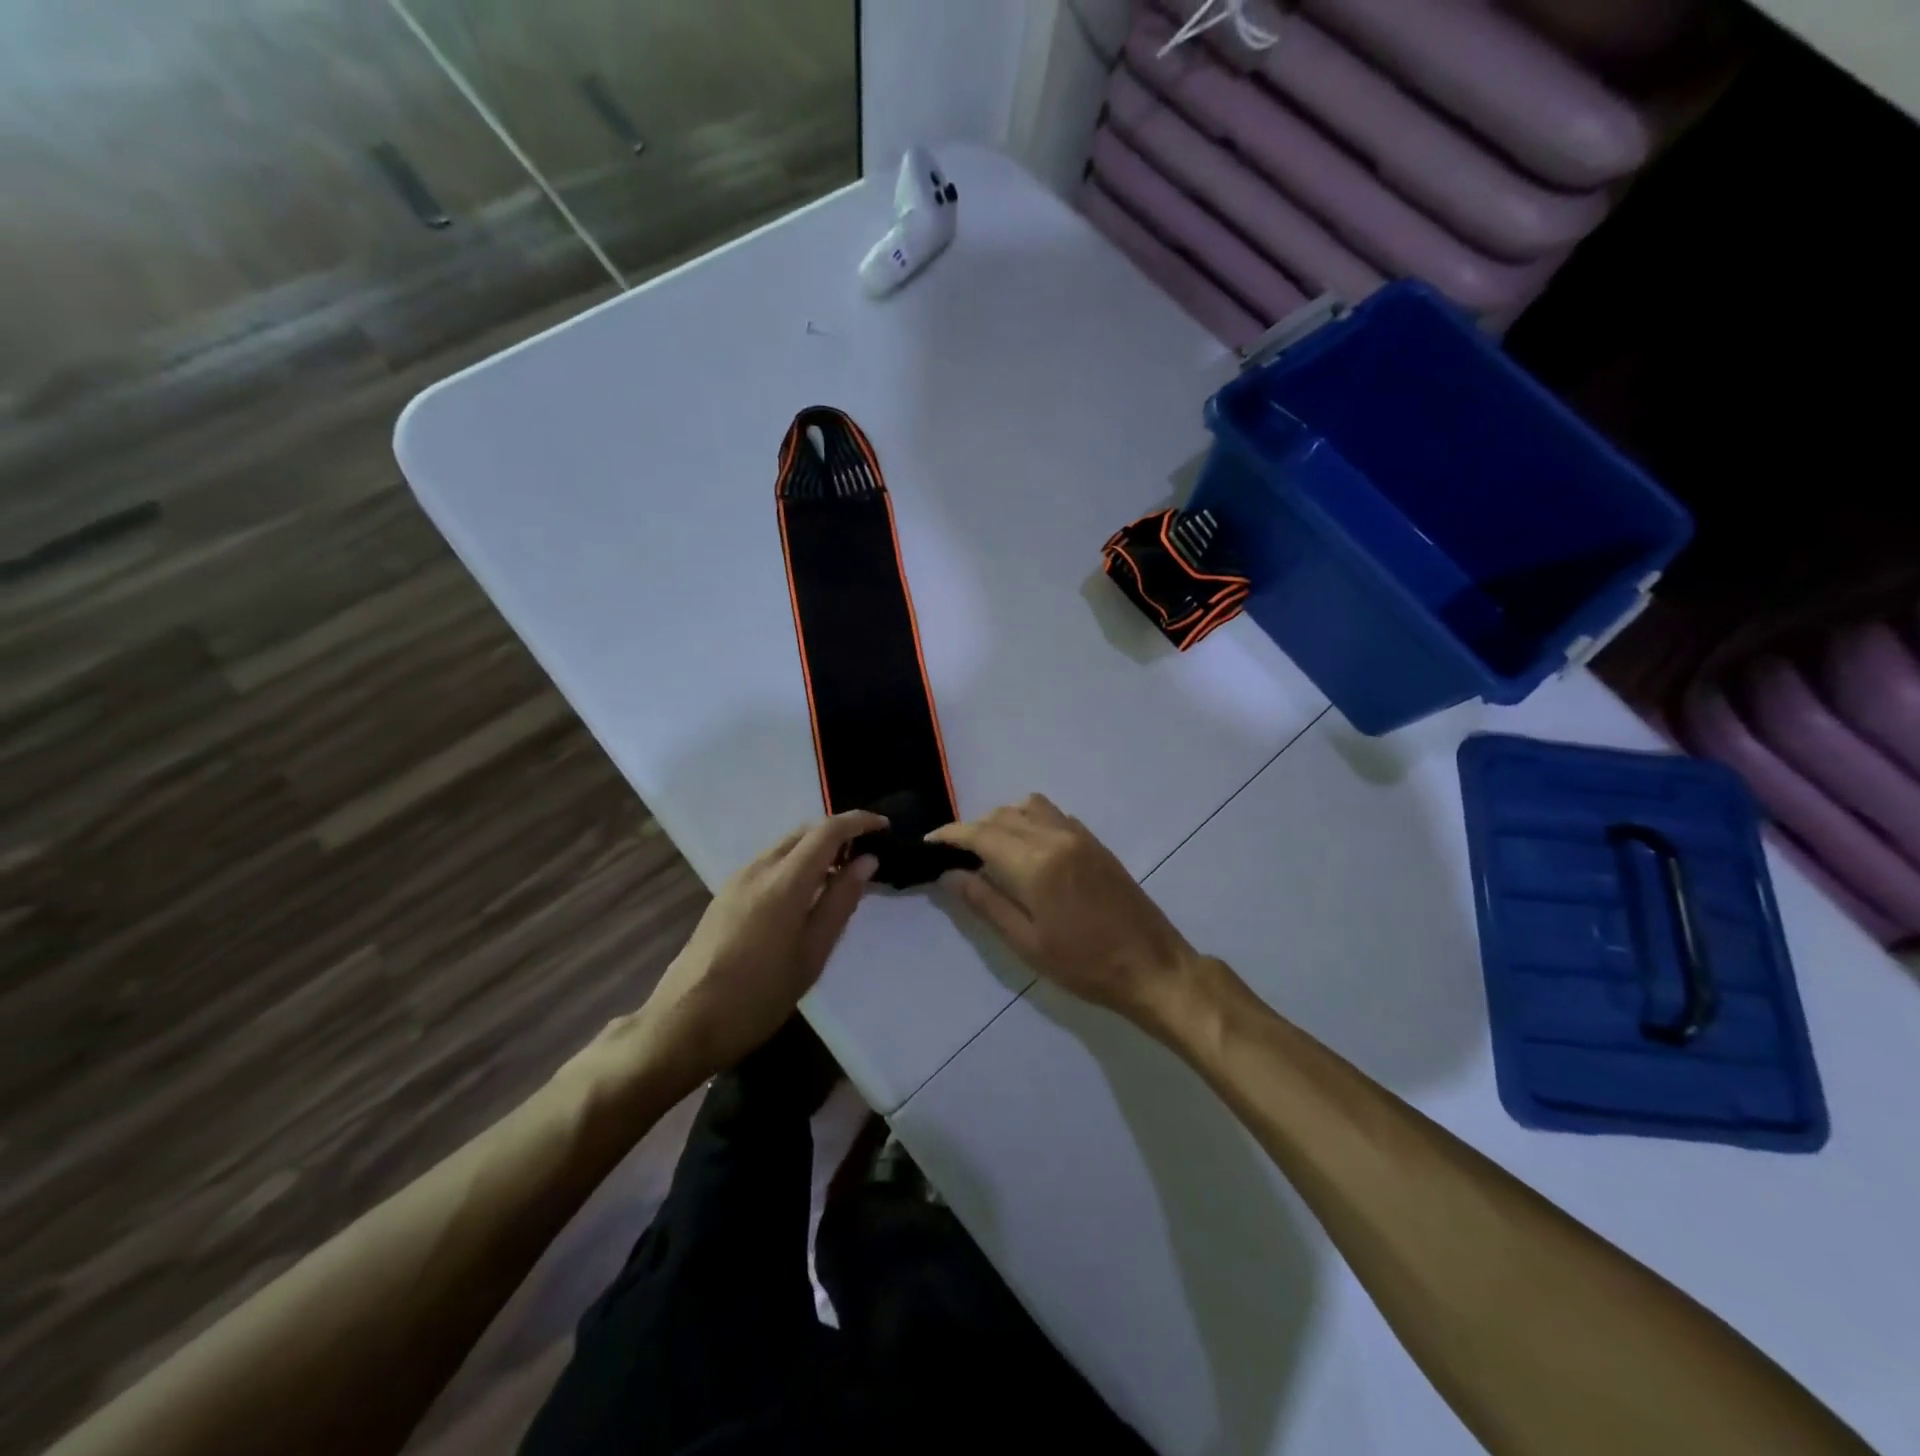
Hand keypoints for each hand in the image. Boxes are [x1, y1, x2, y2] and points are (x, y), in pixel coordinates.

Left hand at [601, 811, 884, 1096]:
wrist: (685, 1022)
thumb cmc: (759, 995)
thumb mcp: (812, 953)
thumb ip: (840, 901)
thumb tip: (866, 861)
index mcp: (784, 881)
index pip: (827, 831)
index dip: (859, 822)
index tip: (884, 828)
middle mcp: (759, 868)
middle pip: (804, 832)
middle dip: (838, 833)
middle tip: (867, 855)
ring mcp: (737, 880)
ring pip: (785, 846)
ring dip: (816, 848)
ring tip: (841, 876)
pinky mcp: (726, 894)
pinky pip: (769, 862)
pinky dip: (795, 863)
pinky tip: (806, 893)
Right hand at [928, 795, 1204, 1032]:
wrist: (1152, 966)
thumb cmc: (1084, 965)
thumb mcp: (1027, 943)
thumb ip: (986, 903)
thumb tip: (950, 875)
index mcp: (1036, 863)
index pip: (981, 834)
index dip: (951, 835)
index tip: (929, 842)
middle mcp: (1056, 837)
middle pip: (1002, 816)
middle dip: (972, 828)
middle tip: (954, 854)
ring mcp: (1079, 836)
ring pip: (1028, 807)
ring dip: (1001, 819)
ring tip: (988, 849)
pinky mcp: (1095, 842)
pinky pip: (1052, 814)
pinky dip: (1028, 820)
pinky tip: (1025, 848)